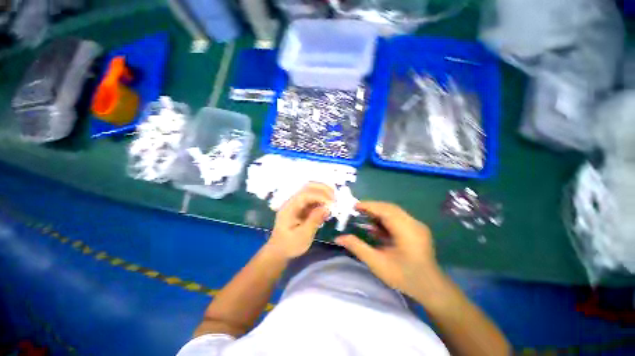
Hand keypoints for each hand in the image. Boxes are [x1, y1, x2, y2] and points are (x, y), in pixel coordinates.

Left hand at [268, 183, 333, 258]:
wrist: (279, 251)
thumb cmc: (289, 245)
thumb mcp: (303, 236)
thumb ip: (314, 220)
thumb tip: (327, 208)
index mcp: (289, 208)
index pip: (305, 195)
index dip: (320, 196)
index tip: (332, 203)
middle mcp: (292, 202)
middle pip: (307, 187)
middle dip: (323, 189)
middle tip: (335, 197)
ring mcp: (297, 203)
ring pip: (311, 191)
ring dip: (323, 193)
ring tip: (334, 201)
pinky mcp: (301, 207)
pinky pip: (312, 199)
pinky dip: (321, 201)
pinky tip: (327, 208)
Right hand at [335, 202, 444, 301]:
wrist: (431, 289)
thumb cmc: (404, 277)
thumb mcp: (377, 263)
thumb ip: (357, 247)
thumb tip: (338, 238)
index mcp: (406, 230)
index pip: (385, 210)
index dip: (369, 206)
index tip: (354, 206)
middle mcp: (413, 223)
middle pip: (389, 208)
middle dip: (372, 208)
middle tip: (357, 211)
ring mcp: (417, 225)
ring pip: (394, 212)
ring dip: (378, 213)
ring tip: (364, 218)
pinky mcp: (417, 229)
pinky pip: (398, 218)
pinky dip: (385, 220)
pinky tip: (377, 228)